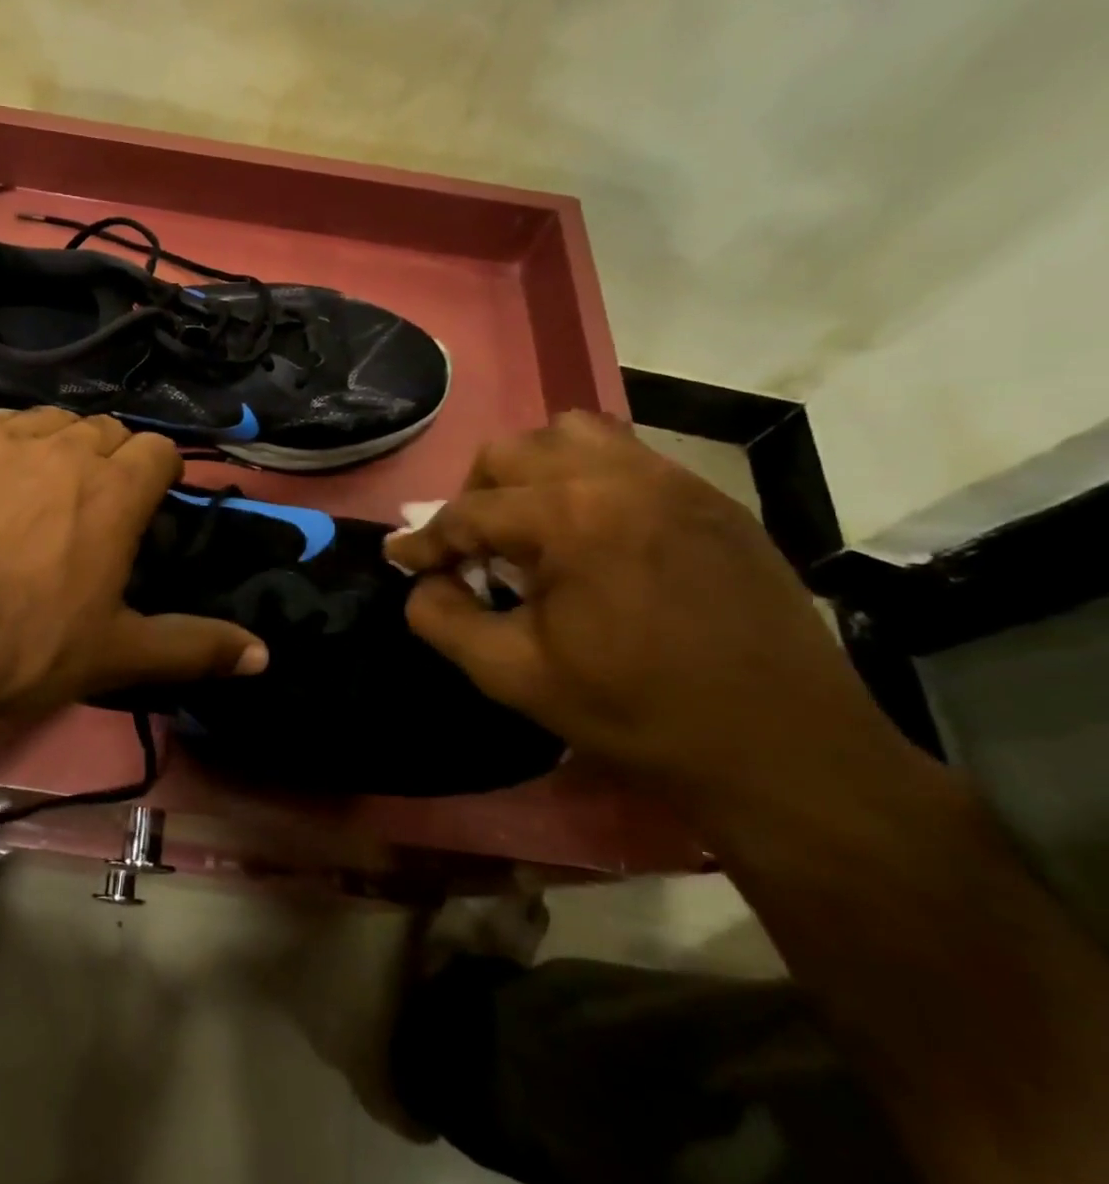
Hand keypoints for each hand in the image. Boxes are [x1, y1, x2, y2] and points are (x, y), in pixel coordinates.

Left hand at [0, 408, 265, 726]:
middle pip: (103, 430)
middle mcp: (63, 447)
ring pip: (46, 422)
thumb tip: (264, 655)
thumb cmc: (23, 644)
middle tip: (88, 509)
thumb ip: (194, 646)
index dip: (157, 474)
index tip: (143, 506)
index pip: (158, 449)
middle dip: (107, 460)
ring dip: (54, 448)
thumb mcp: (116, 653)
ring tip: (34, 494)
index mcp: (114, 490)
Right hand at [385, 411, 904, 810]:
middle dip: (475, 497)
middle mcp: (619, 478)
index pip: (469, 511)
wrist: (784, 749)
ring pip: (572, 434)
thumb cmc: (637, 713)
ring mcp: (673, 481)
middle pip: (511, 452)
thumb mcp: (513, 675)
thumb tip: (420, 581)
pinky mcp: (711, 498)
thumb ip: (443, 619)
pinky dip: (588, 478)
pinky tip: (594, 532)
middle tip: (473, 548)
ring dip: (533, 471)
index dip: (424, 540)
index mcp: (571, 518)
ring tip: (534, 525)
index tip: (399, 558)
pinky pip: (628, 456)